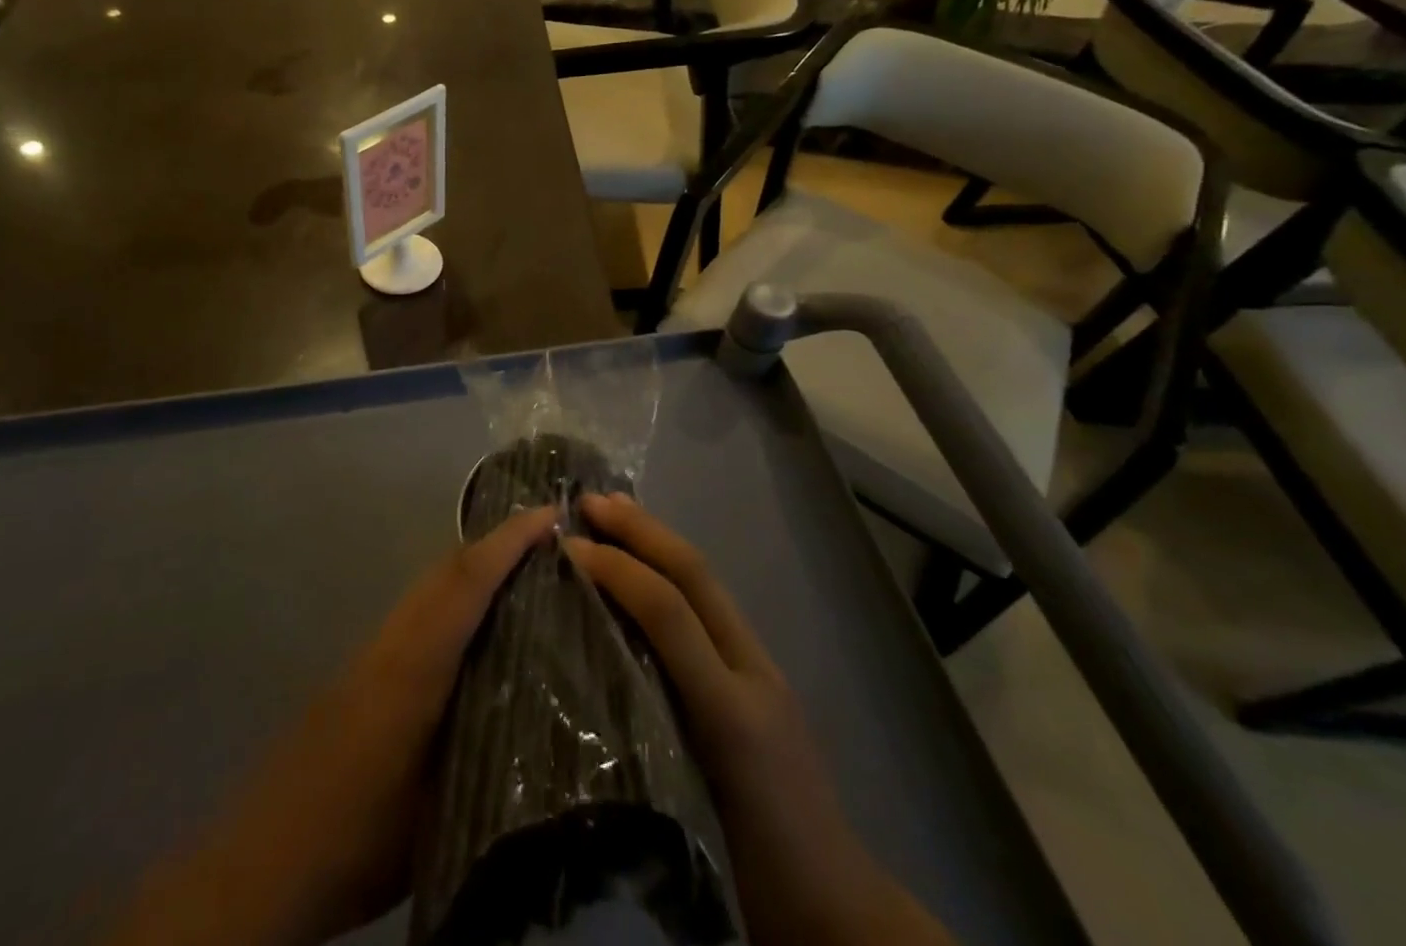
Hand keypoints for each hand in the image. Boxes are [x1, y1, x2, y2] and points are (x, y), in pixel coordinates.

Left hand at [110, 505, 557, 945]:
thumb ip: (487, 754)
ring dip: (473, 566)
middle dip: (495, 542)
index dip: (508, 542)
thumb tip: (545, 722)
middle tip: (546, 536)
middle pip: (446, 569)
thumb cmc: (356, 838)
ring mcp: (372, 651)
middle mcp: (393, 642)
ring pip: (429, 586)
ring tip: (522, 570)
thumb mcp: (438, 810)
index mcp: (415, 666)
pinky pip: (417, 610)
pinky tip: (474, 624)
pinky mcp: (362, 669)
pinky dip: (452, 595)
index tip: (548, 515)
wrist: (262, 860)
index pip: (466, 582)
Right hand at [565, 493, 951, 945]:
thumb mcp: (696, 805)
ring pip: (706, 585)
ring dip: (659, 540)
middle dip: (643, 530)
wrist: (837, 910)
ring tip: (615, 512)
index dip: (618, 571)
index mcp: (732, 706)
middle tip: (591, 500)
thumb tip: (589, 665)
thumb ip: (648, 738)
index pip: (672, 613)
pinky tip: (646, 569)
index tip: (568, 547)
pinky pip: (710, 609)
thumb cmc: (760, 866)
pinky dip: (673, 572)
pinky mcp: (758, 678)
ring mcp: (759, 669)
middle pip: (696, 577)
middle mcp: (749, 669)